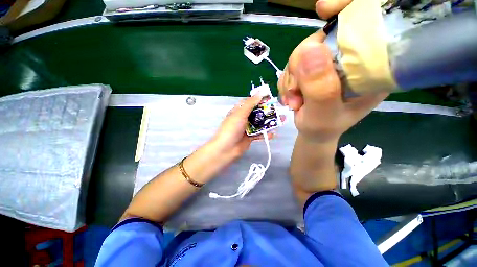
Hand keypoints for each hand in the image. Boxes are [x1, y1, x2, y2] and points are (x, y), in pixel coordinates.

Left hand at [210, 95, 276, 160]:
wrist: (226, 149)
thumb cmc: (232, 128)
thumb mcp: (240, 113)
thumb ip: (250, 103)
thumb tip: (260, 92)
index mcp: (239, 111)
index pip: (250, 102)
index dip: (259, 99)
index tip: (270, 98)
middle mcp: (243, 118)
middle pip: (257, 113)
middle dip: (268, 112)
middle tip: (279, 111)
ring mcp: (247, 128)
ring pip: (260, 123)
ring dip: (269, 122)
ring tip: (282, 121)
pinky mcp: (250, 137)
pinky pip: (259, 134)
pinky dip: (265, 133)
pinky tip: (272, 134)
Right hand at [278, 0, 388, 142]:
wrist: (313, 132)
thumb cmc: (324, 128)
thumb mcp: (324, 114)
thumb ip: (319, 88)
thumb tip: (308, 50)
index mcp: (371, 65)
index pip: (367, 23)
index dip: (347, 9)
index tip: (324, 10)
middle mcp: (350, 58)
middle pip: (321, 39)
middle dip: (300, 67)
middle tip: (297, 94)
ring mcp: (328, 62)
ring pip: (301, 54)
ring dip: (290, 80)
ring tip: (294, 101)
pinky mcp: (311, 68)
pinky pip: (292, 66)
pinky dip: (286, 82)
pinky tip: (291, 97)